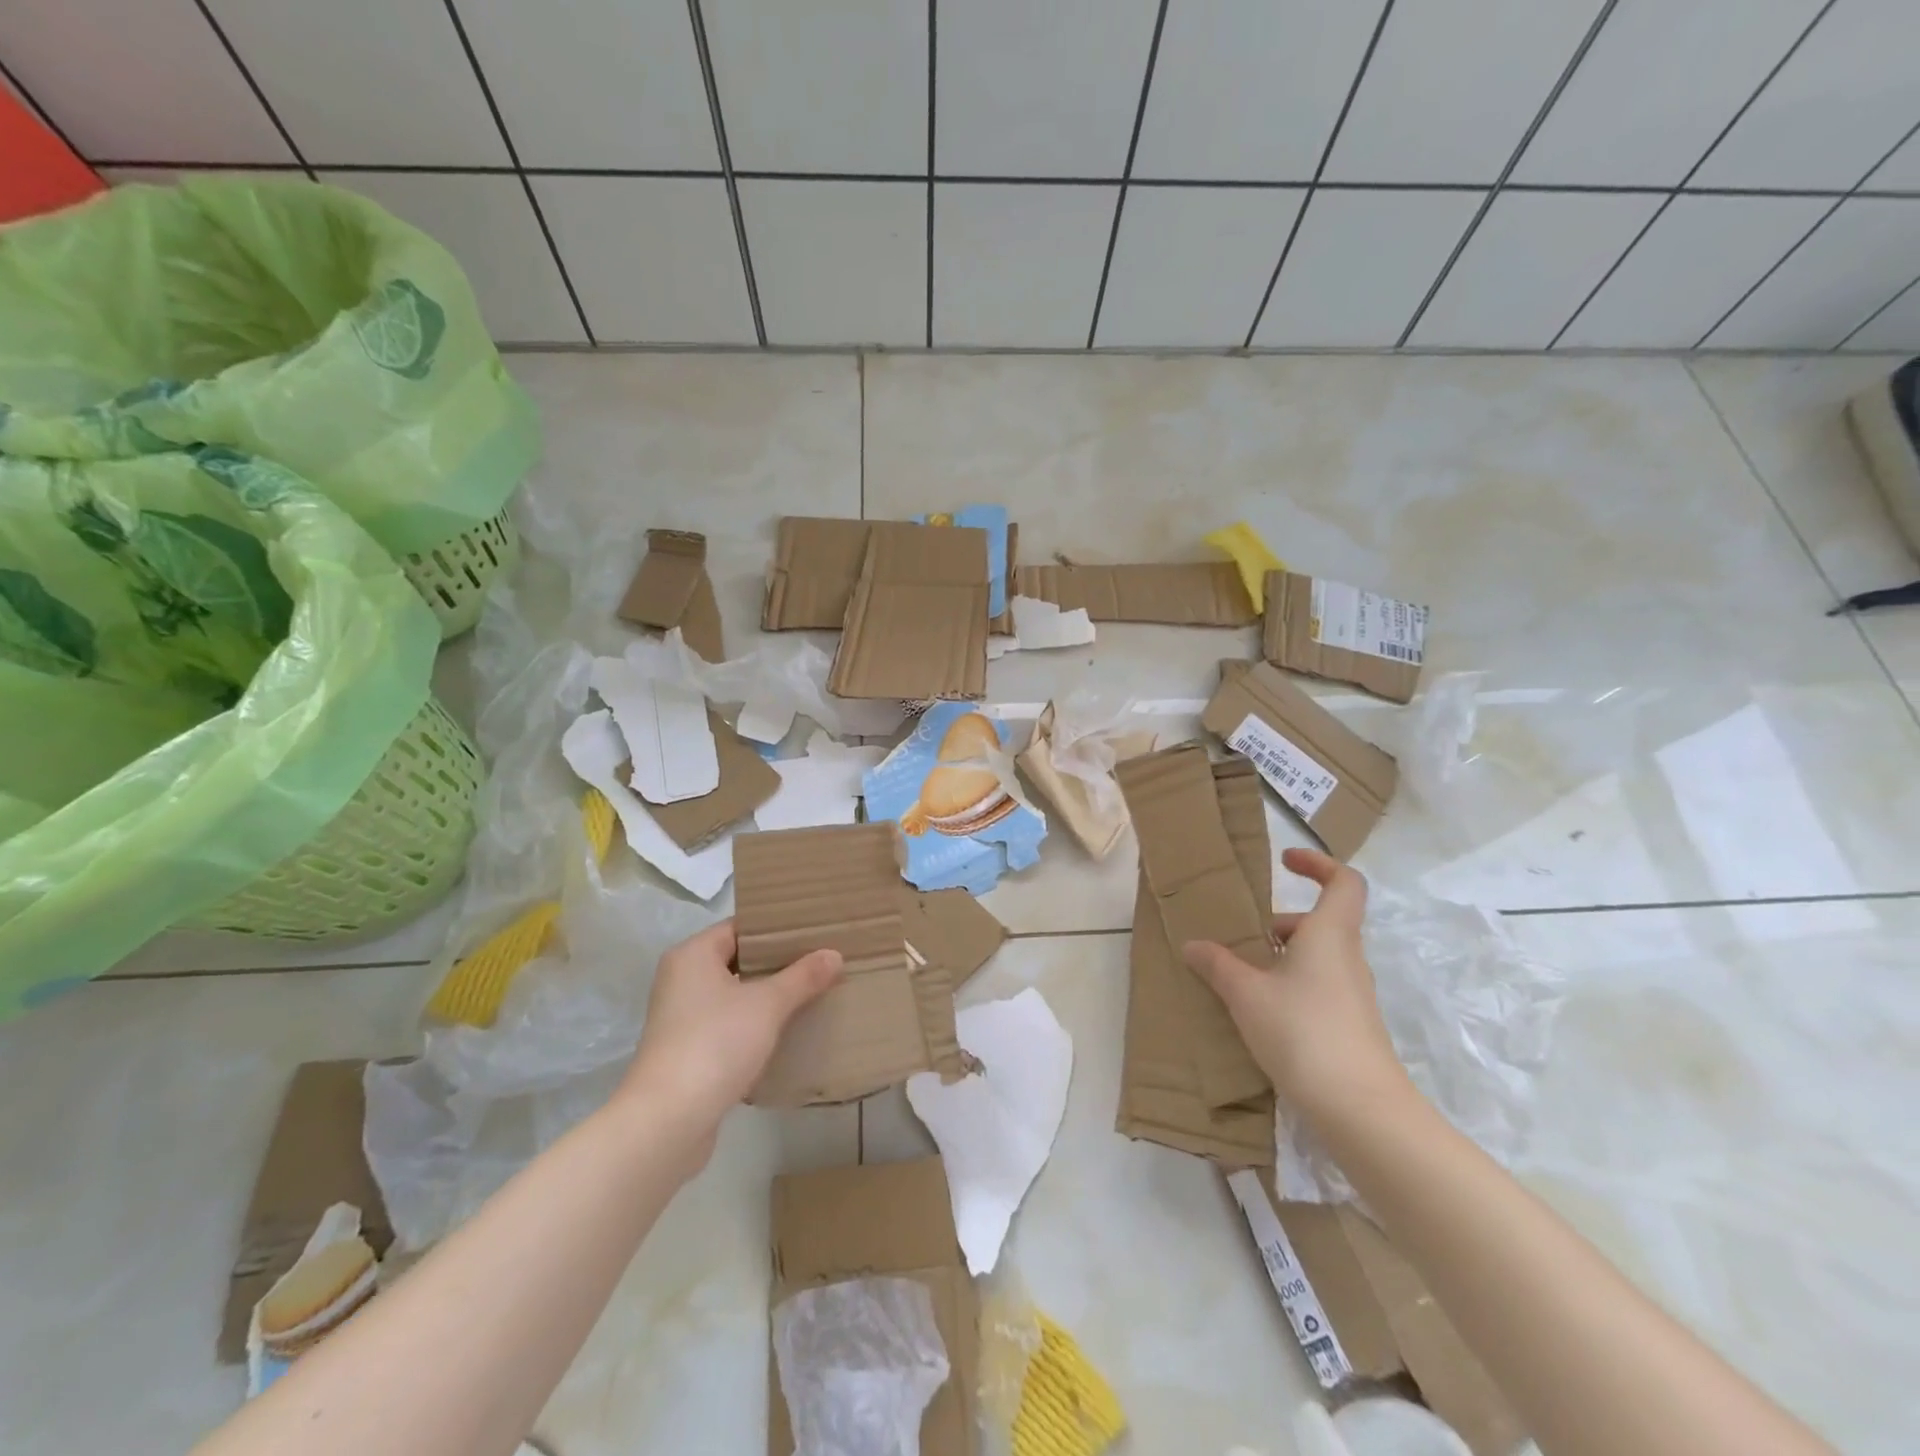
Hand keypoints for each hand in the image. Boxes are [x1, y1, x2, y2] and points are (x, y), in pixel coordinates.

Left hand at [621, 921, 842, 1146]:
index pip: (740, 927)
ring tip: (810, 993)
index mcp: (693, 956)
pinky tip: (786, 1032)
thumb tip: (834, 954)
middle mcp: (681, 980)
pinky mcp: (687, 1052)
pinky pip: (728, 1025)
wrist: (668, 1121)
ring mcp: (681, 1018)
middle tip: (819, 961)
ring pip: (733, 995)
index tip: (813, 931)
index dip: (776, 929)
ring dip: (767, 996)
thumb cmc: (715, 1044)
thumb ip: (802, 977)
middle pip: (737, 960)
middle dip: (777, 963)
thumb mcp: (768, 1005)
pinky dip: (754, 1025)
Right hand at [1182, 848, 1409, 1123]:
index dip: (1318, 863)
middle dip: (1280, 924)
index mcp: (1329, 934)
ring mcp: (1352, 994)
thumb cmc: (1302, 1031)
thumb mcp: (1245, 993)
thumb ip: (1217, 964)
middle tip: (1242, 939)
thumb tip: (1193, 944)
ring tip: (1241, 979)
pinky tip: (1261, 1013)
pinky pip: (1317, 986)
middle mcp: (1347, 957)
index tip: (1285, 861)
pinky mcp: (1350, 1025)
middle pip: (1321, 922)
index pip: (1343, 881)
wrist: (1360, 1108)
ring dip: (1281, 958)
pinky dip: (1290, 985)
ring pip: (1317, 957)